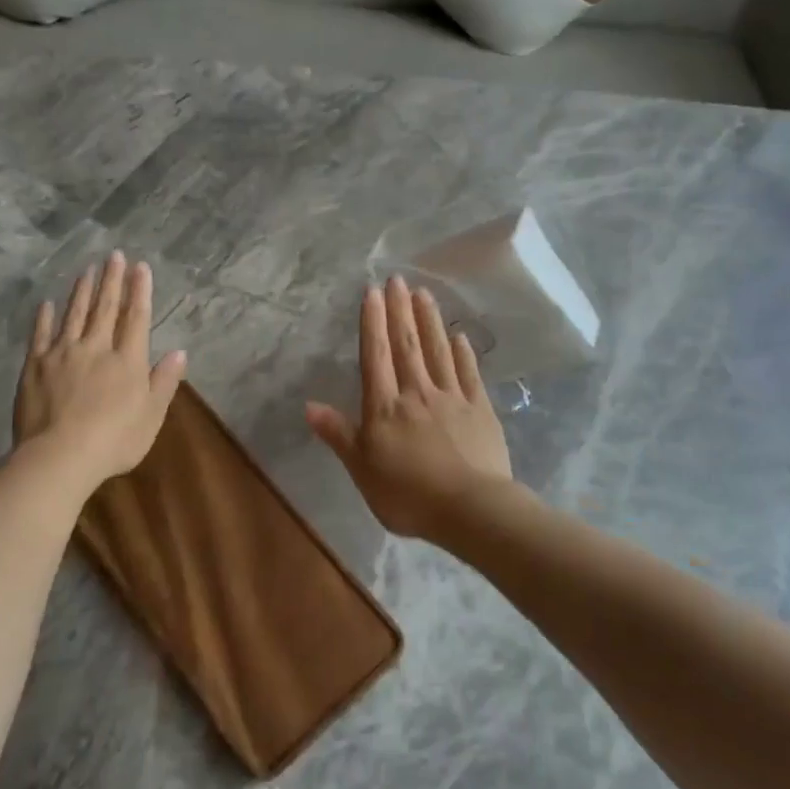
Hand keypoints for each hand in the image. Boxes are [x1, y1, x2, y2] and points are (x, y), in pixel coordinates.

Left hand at [13, 252, 186, 490]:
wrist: (60, 456)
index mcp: (127, 360)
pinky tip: (48, 304)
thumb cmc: (115, 440)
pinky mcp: (35, 366)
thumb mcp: (151, 416)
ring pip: (74, 314)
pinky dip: (45, 317)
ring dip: (82, 290)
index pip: (136, 317)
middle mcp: (96, 348)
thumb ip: (164, 381)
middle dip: (111, 280)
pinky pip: (41, 335)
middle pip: (105, 308)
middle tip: (114, 255)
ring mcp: (62, 354)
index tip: (140, 267)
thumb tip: (179, 352)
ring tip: (87, 269)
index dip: (139, 290)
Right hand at [306, 276, 512, 540]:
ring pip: (438, 351)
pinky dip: (463, 352)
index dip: (373, 323)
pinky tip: (459, 336)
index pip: (376, 356)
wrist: (470, 509)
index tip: (372, 292)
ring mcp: (452, 398)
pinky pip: (469, 373)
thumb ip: (339, 434)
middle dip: (400, 310)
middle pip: (407, 345)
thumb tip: (309, 405)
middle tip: (397, 279)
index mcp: (385, 408)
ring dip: (429, 321)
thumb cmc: (408, 495)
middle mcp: (417, 393)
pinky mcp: (480, 409)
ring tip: (424, 293)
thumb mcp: (362, 470)